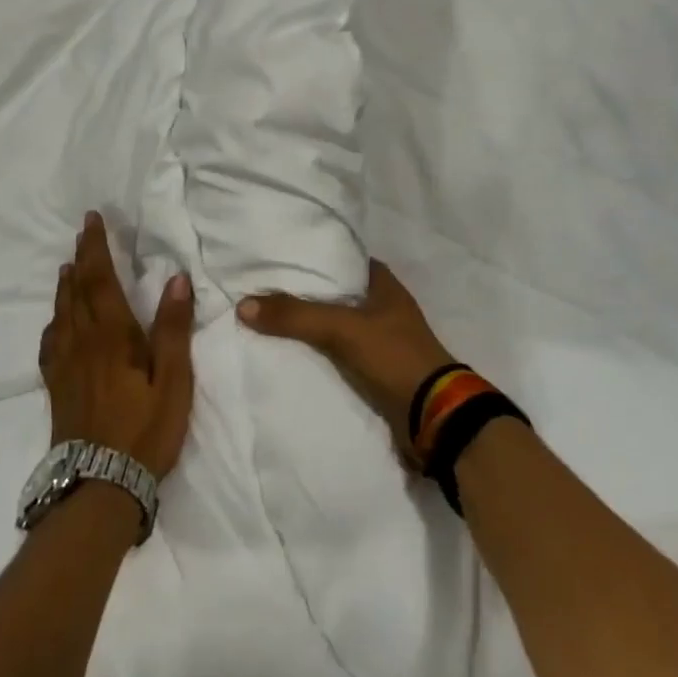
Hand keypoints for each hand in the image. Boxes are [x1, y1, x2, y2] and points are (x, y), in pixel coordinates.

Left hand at [39, 213, 195, 478]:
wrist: (99, 486)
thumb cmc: (145, 431)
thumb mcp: (174, 381)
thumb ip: (173, 329)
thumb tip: (177, 279)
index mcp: (112, 337)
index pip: (100, 281)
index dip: (96, 249)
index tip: (92, 221)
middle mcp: (82, 344)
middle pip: (76, 292)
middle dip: (79, 259)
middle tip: (82, 234)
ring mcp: (65, 367)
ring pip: (61, 314)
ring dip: (65, 286)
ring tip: (67, 268)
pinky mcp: (57, 388)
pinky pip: (50, 343)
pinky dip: (54, 321)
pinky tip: (56, 324)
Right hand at [238, 260, 457, 461]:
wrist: (433, 417)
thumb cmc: (394, 357)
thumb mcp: (342, 329)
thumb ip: (296, 315)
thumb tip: (244, 304)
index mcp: (385, 285)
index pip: (344, 261)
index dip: (316, 259)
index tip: (281, 260)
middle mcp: (385, 308)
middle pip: (337, 294)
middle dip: (307, 295)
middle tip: (266, 292)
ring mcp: (383, 341)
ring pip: (337, 326)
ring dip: (311, 327)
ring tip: (269, 322)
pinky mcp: (378, 371)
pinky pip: (340, 355)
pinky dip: (320, 354)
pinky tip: (292, 356)